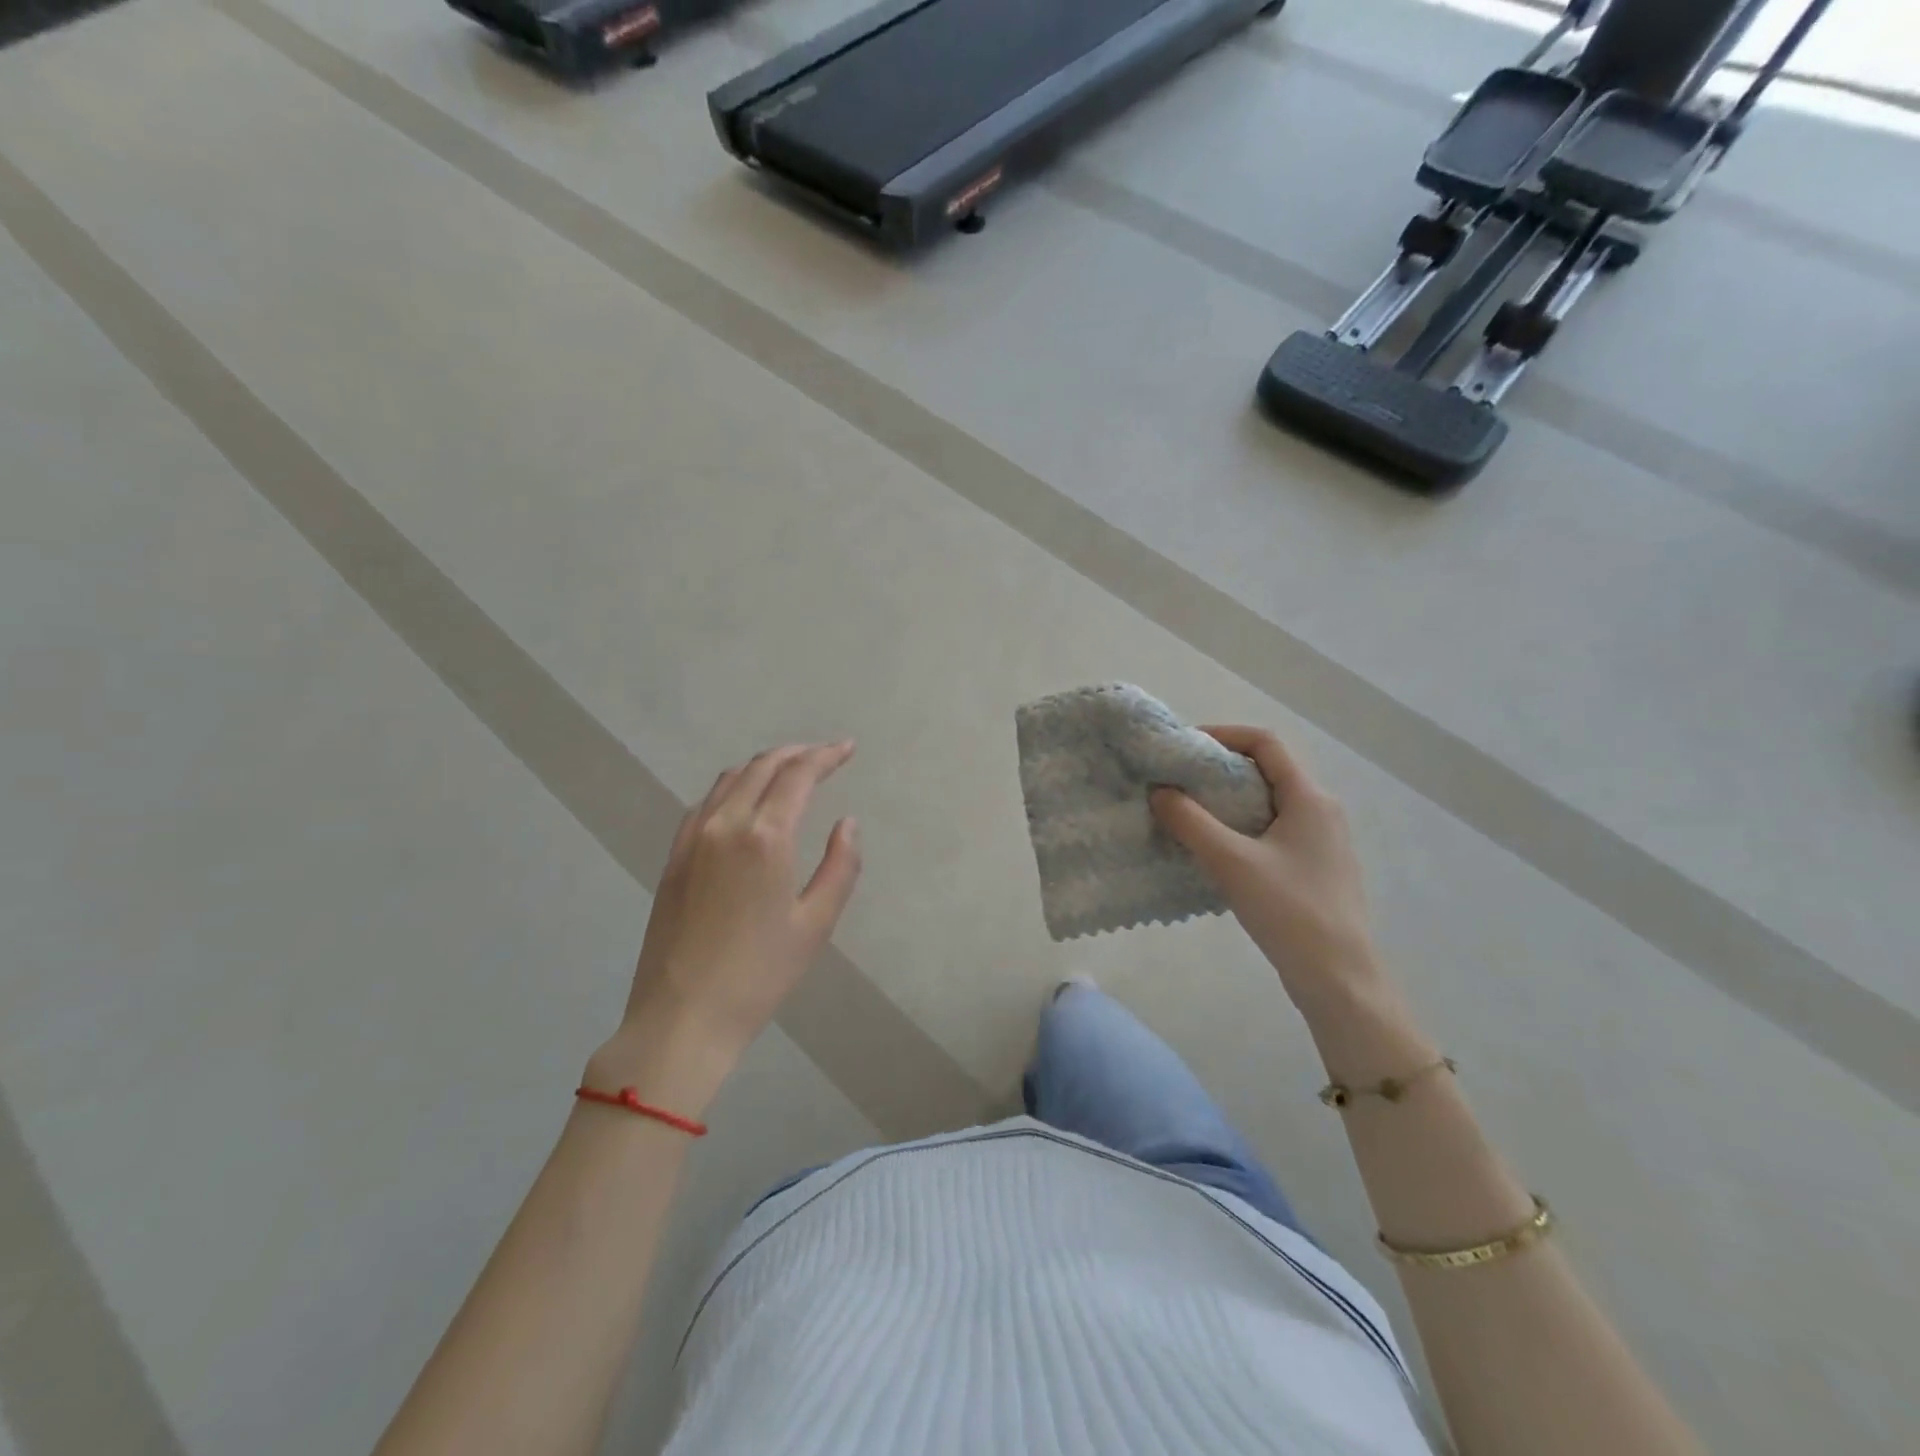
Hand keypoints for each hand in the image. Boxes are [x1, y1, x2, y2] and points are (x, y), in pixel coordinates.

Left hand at [590, 742, 861, 1111]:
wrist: (682, 1016)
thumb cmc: (759, 974)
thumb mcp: (815, 924)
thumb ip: (840, 866)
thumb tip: (847, 823)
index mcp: (765, 837)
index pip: (798, 775)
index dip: (826, 756)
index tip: (847, 748)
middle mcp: (726, 824)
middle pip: (762, 767)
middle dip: (797, 754)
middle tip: (824, 756)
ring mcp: (693, 838)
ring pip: (731, 779)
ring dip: (764, 765)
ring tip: (790, 771)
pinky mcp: (674, 857)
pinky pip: (706, 802)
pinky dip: (733, 786)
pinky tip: (744, 800)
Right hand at [1151, 726, 1378, 1010]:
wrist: (1339, 978)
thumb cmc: (1290, 911)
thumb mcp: (1232, 862)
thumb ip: (1191, 822)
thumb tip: (1159, 791)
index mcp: (1309, 798)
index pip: (1266, 743)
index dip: (1223, 734)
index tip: (1184, 747)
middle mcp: (1321, 810)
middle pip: (1266, 770)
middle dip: (1219, 769)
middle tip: (1178, 779)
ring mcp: (1321, 840)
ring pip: (1268, 802)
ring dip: (1227, 800)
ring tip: (1188, 811)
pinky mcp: (1313, 867)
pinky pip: (1272, 829)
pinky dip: (1240, 826)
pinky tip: (1214, 849)